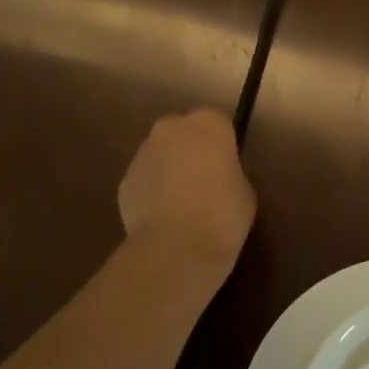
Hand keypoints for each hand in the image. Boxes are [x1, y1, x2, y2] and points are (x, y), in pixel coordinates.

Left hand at [118, 109, 255, 280]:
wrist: (176, 246)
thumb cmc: (223, 213)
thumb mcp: (244, 190)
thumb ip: (230, 172)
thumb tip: (219, 177)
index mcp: (208, 124)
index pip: (218, 121)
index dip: (223, 142)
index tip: (228, 164)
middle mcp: (172, 129)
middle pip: (182, 129)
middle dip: (190, 146)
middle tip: (204, 177)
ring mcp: (143, 153)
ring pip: (160, 153)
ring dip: (169, 167)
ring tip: (182, 201)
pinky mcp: (125, 181)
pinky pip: (145, 178)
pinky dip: (152, 190)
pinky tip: (164, 216)